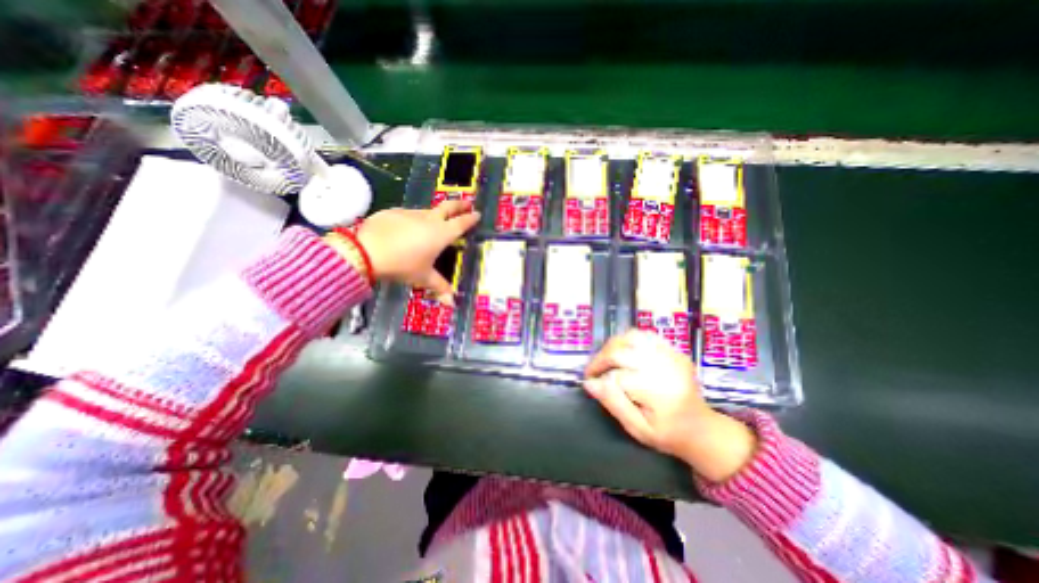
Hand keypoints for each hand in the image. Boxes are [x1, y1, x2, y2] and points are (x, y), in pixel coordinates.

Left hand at [359, 201, 476, 305]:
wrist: (367, 251)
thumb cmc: (403, 265)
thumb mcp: (423, 277)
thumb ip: (440, 287)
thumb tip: (452, 303)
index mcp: (442, 233)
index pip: (462, 223)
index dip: (471, 219)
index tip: (478, 214)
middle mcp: (429, 219)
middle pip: (448, 207)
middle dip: (460, 204)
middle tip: (468, 203)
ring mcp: (411, 213)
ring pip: (428, 211)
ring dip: (435, 215)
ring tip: (435, 223)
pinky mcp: (394, 212)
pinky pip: (409, 215)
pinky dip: (414, 221)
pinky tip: (407, 230)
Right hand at [581, 331, 760, 483]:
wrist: (703, 429)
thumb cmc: (668, 434)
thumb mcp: (638, 429)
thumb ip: (614, 404)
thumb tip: (590, 383)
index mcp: (659, 392)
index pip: (616, 376)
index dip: (598, 378)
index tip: (589, 383)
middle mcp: (665, 367)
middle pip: (621, 351)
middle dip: (601, 359)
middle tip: (593, 371)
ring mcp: (671, 354)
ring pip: (631, 337)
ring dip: (612, 346)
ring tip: (605, 360)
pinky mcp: (673, 349)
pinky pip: (644, 335)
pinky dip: (627, 340)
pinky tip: (622, 353)